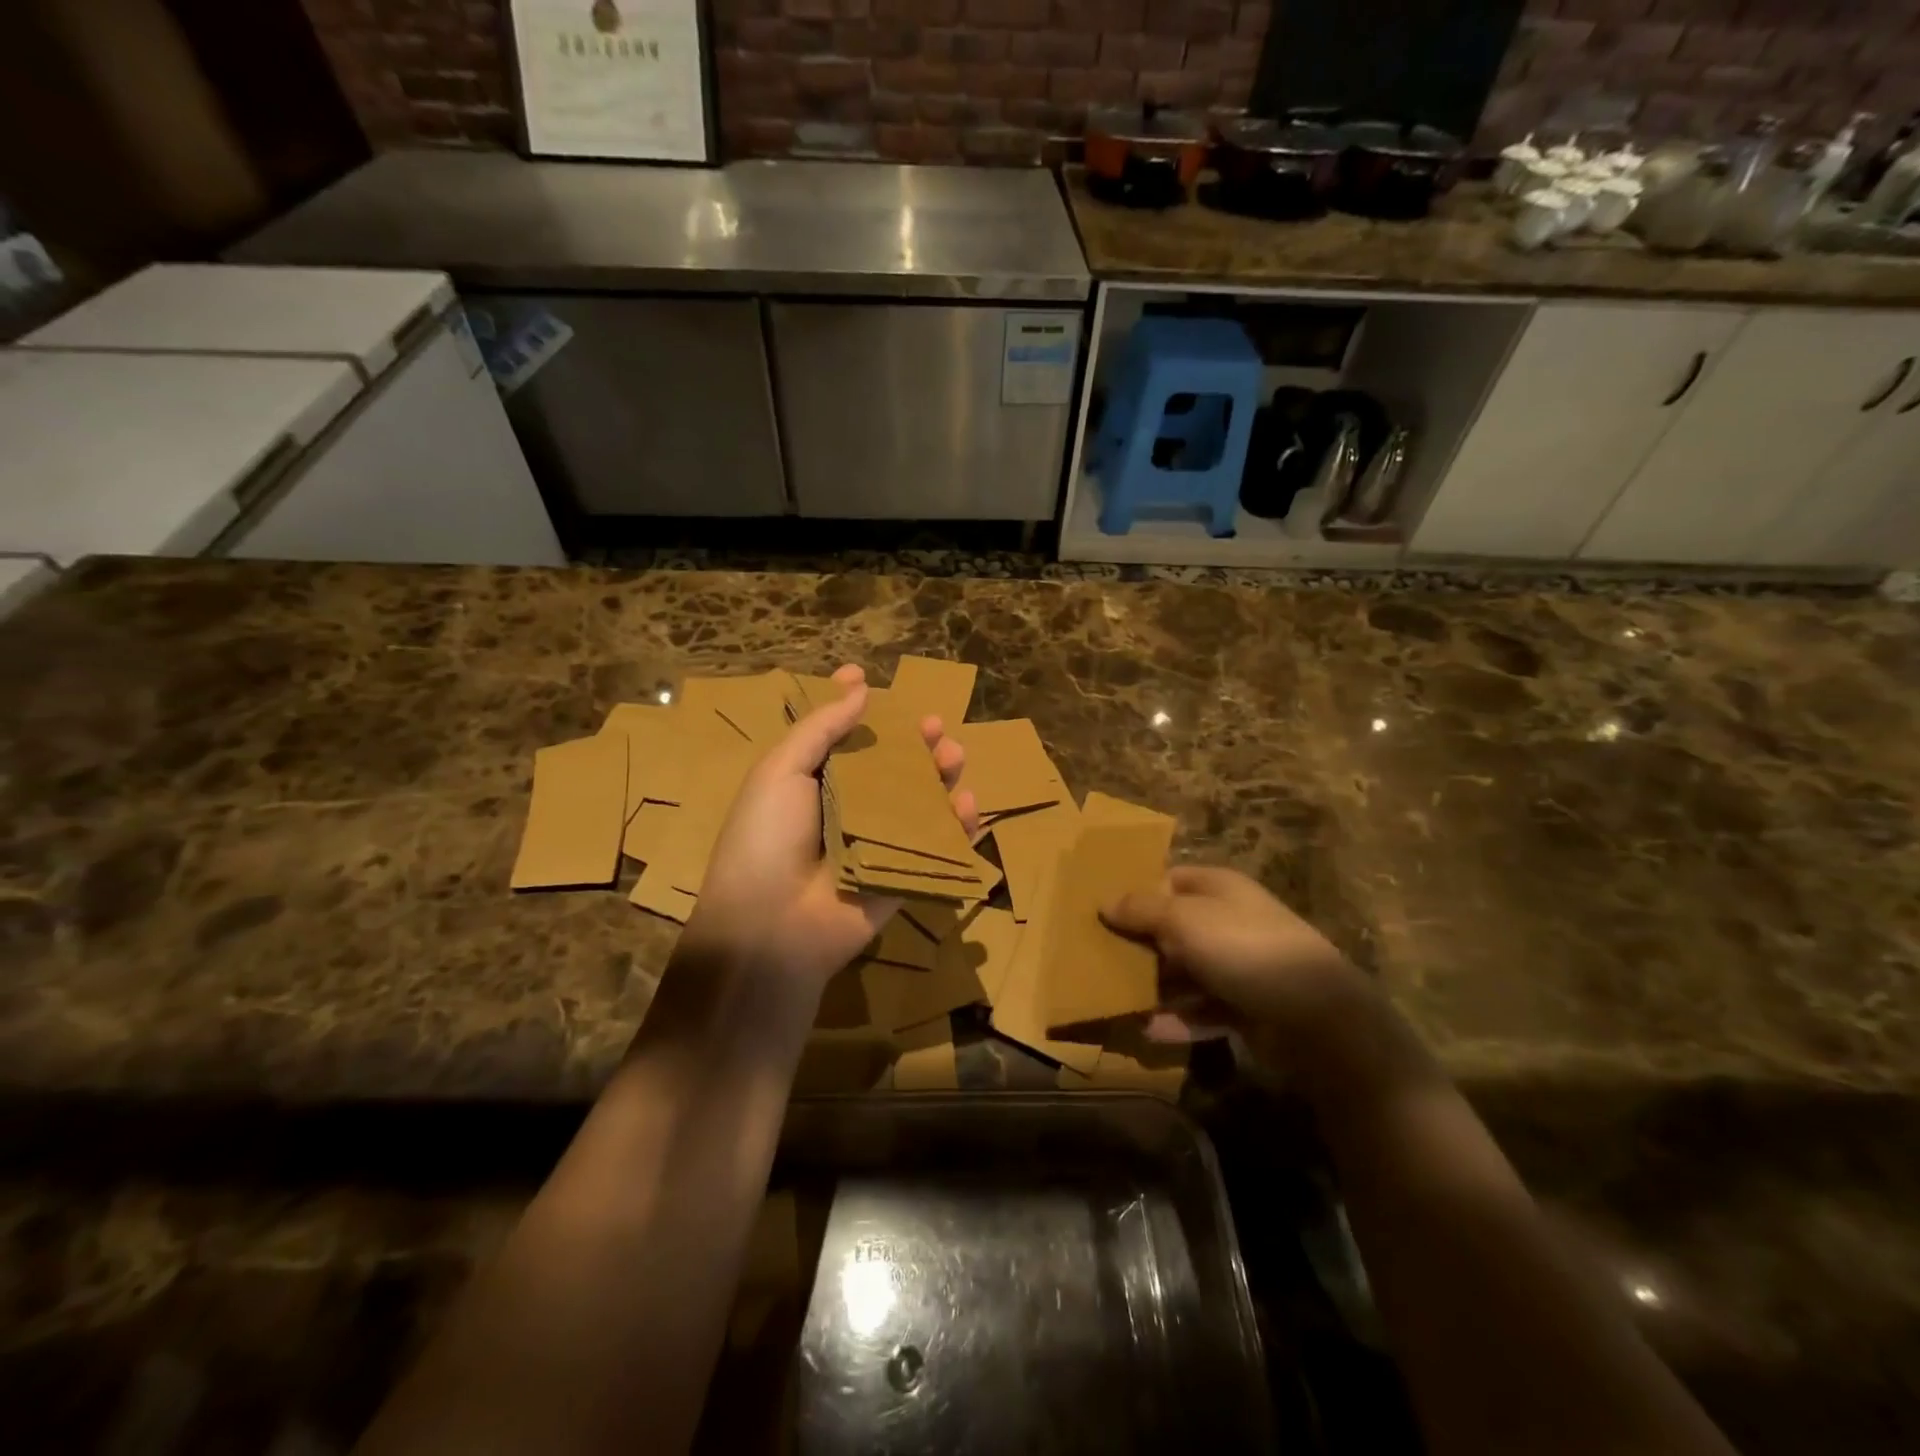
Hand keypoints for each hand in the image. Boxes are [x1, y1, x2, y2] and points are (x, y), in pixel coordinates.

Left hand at [687, 664, 977, 988]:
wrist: (771, 925)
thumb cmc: (767, 837)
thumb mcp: (780, 771)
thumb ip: (820, 728)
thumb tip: (858, 686)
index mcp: (813, 782)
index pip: (841, 738)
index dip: (856, 710)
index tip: (870, 679)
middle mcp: (848, 809)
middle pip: (890, 767)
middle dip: (914, 743)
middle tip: (934, 725)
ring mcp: (878, 844)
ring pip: (919, 802)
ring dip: (940, 776)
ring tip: (953, 756)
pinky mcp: (904, 875)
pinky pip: (937, 847)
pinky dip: (958, 827)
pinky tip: (967, 804)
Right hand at [1101, 866, 1366, 1047]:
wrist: (1317, 1017)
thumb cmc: (1244, 949)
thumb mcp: (1184, 920)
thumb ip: (1141, 910)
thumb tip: (1105, 902)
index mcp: (1218, 888)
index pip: (1169, 880)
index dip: (1137, 893)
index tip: (1101, 915)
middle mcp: (1228, 921)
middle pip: (1173, 927)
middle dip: (1139, 944)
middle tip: (1100, 960)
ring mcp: (1239, 966)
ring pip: (1185, 971)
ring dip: (1155, 986)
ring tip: (1117, 1000)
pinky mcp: (1246, 1007)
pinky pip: (1203, 1010)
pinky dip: (1179, 1020)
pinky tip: (1149, 1032)